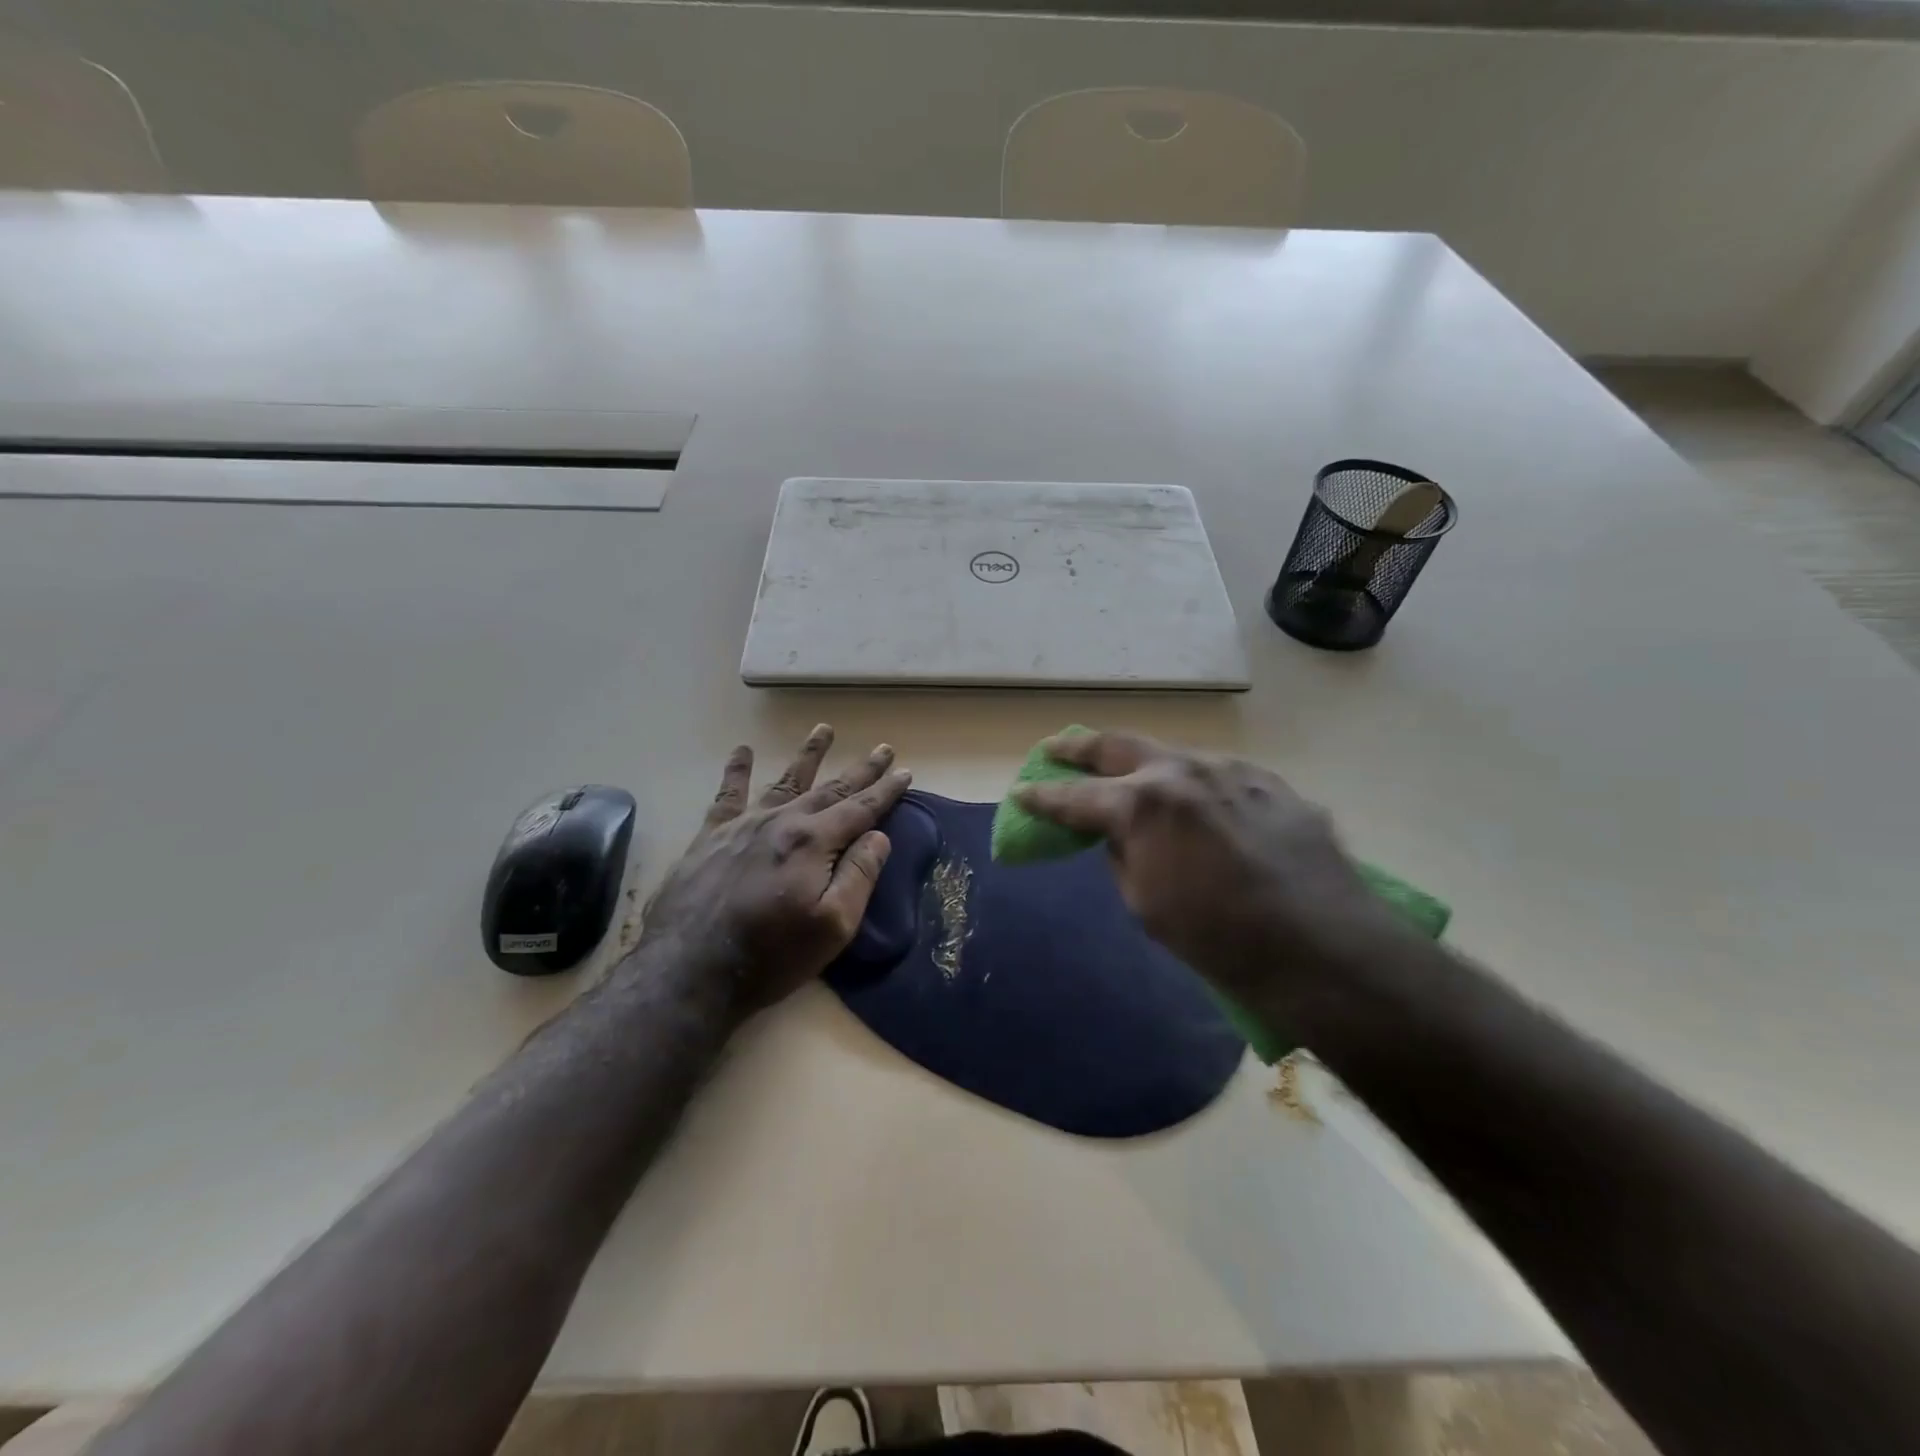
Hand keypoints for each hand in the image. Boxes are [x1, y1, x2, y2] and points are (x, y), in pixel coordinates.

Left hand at [638, 725, 911, 1020]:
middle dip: (860, 770)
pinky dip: (736, 771)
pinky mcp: (710, 837)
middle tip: (882, 749)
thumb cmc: (771, 956)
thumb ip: (859, 876)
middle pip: (830, 789)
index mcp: (813, 842)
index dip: (886, 791)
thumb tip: (878, 836)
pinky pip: (727, 795)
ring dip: (808, 755)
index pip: (860, 809)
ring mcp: (743, 826)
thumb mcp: (832, 926)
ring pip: (784, 781)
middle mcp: (781, 822)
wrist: (689, 971)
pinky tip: (742, 750)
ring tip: (824, 729)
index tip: (906, 771)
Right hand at [1014, 729, 1390, 1007]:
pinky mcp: (1269, 782)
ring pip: (1172, 754)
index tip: (1021, 794)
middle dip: (1078, 748)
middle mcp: (1181, 772)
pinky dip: (1195, 785)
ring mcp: (1230, 770)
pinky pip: (1219, 775)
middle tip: (1055, 749)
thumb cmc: (1219, 937)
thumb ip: (1123, 859)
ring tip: (1130, 773)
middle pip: (1116, 746)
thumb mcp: (1146, 906)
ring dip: (1143, 763)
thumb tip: (1121, 838)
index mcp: (1141, 804)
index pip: (1074, 797)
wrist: (1321, 945)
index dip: (1042, 798)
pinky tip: (1199, 802)